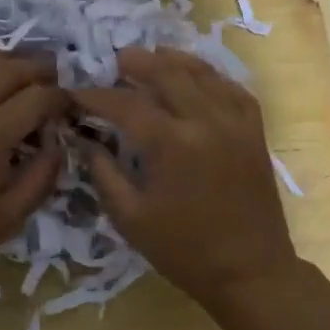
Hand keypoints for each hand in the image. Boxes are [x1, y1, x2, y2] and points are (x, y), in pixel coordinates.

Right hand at [72, 48, 298, 309]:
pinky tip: (194, 75)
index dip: (96, 96)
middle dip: (135, 63)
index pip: (126, 104)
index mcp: (171, 144)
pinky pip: (231, 87)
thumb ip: (103, 173)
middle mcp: (205, 121)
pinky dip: (209, 75)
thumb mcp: (131, 218)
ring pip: (201, 72)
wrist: (250, 272)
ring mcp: (235, 121)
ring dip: (172, 60)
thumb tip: (84, 139)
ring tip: (149, 57)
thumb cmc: (184, 250)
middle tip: (114, 61)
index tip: (75, 92)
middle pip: (166, 72)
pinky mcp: (254, 129)